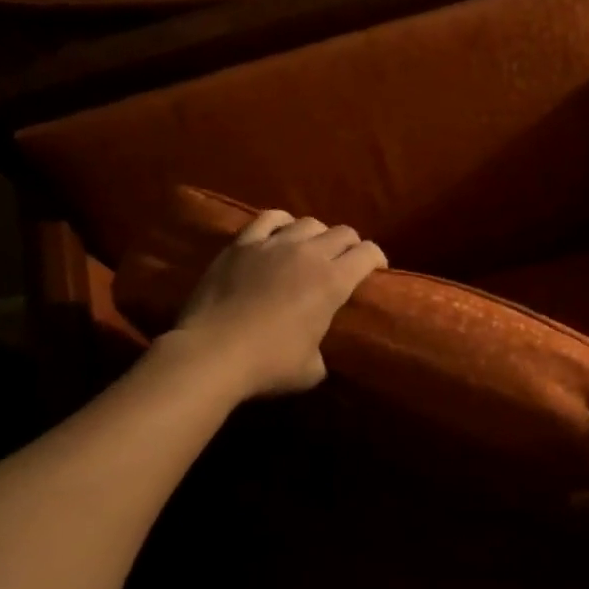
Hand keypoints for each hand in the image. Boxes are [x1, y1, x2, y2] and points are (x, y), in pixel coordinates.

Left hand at [172, 210, 386, 398]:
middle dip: (350, 245)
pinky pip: (268, 219)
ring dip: (317, 234)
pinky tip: (280, 232)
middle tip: (346, 261)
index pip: (368, 254)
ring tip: (311, 248)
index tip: (376, 269)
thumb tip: (316, 351)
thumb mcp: (310, 370)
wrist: (212, 353)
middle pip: (342, 232)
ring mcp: (273, 244)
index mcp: (333, 282)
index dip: (377, 258)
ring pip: (308, 223)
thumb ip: (321, 352)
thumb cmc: (268, 365)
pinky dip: (281, 223)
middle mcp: (309, 254)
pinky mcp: (242, 244)